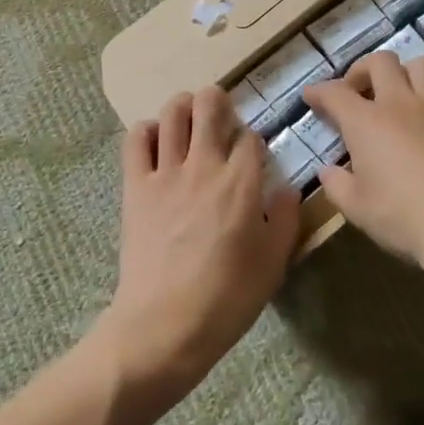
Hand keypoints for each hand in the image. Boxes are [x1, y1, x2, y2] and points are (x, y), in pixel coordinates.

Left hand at [96, 87, 301, 407]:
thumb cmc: (226, 298)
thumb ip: (285, 220)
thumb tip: (287, 189)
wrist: (164, 324)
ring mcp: (165, 173)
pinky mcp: (135, 186)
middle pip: (210, 106)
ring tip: (189, 116)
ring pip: (172, 114)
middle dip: (218, 101)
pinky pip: (136, 140)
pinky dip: (146, 130)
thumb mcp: (273, 264)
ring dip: (183, 106)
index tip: (253, 156)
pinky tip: (155, 139)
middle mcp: (204, 166)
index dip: (254, 141)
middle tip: (221, 113)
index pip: (251, 138)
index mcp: (241, 183)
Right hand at [303, 52, 423, 274]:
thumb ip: (337, 185)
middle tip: (357, 91)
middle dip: (363, 70)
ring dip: (404, 73)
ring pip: (421, 66)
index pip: (336, 93)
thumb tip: (329, 172)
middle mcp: (400, 105)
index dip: (319, 91)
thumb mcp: (357, 208)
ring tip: (397, 95)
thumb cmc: (403, 217)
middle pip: (381, 62)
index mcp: (366, 122)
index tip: (311, 96)